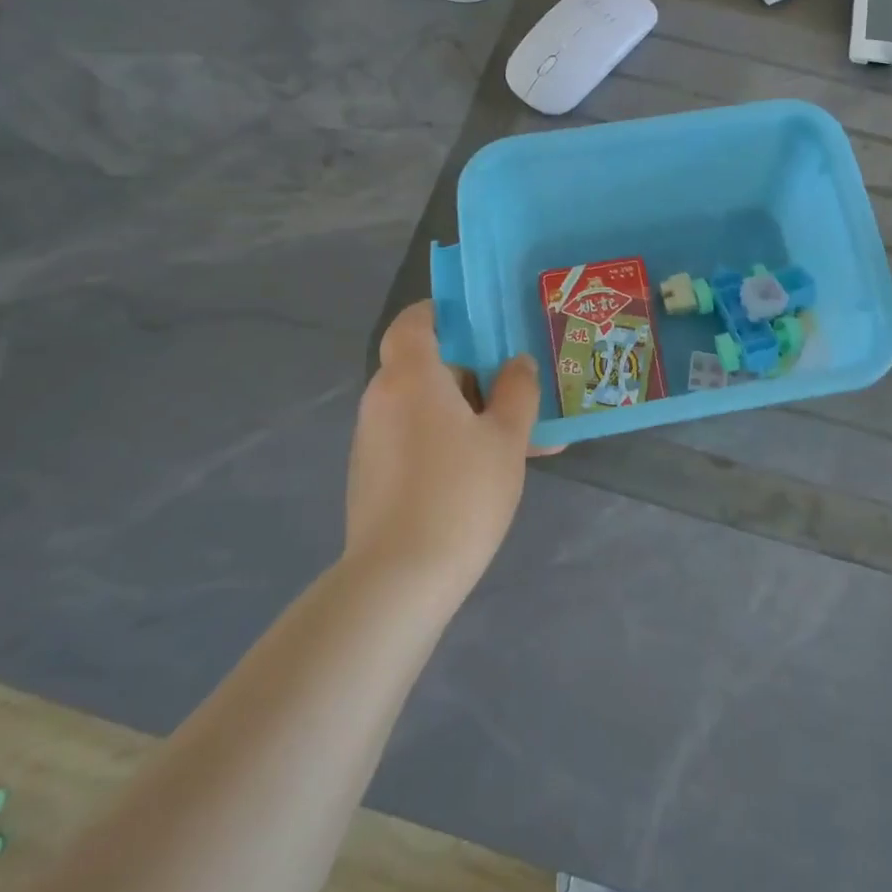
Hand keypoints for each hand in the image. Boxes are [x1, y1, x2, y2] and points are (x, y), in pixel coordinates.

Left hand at [343, 302, 541, 601]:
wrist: (400, 579)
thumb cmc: (461, 493)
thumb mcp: (506, 439)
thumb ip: (517, 392)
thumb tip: (518, 364)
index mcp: (412, 377)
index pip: (414, 322)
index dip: (444, 313)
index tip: (483, 323)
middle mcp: (383, 399)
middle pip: (426, 365)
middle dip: (473, 372)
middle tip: (517, 388)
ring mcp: (373, 439)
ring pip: (426, 406)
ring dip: (467, 411)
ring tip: (518, 438)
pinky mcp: (373, 474)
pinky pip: (416, 438)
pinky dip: (448, 440)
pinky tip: (488, 470)